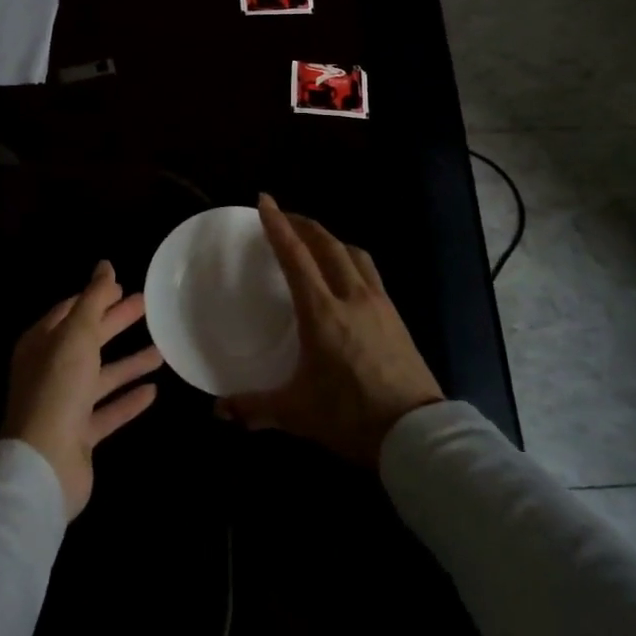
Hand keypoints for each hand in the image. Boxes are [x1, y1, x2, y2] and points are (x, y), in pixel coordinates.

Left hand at [2, 261, 162, 518]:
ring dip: (128, 363)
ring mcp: (64, 404)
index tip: (121, 285)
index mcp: (42, 343)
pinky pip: (108, 411)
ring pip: (101, 376)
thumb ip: (93, 299)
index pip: (70, 311)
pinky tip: (153, 391)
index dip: (95, 297)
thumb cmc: (58, 387)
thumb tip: (105, 264)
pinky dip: (128, 400)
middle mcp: (50, 371)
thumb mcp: (77, 334)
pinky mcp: (80, 435)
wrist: (45, 462)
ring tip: (161, 350)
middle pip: (88, 340)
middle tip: (147, 306)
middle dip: (115, 322)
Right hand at [217, 194, 443, 467]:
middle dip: (303, 224)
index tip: (264, 201)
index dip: (277, 225)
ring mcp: (378, 304)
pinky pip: (369, 272)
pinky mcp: (396, 316)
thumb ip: (254, 407)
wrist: (417, 435)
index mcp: (322, 312)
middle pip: (327, 244)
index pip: (295, 256)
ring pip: (353, 253)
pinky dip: (351, 259)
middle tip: (284, 217)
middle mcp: (351, 297)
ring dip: (330, 239)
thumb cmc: (351, 416)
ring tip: (314, 241)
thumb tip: (218, 411)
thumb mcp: (297, 413)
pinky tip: (346, 275)